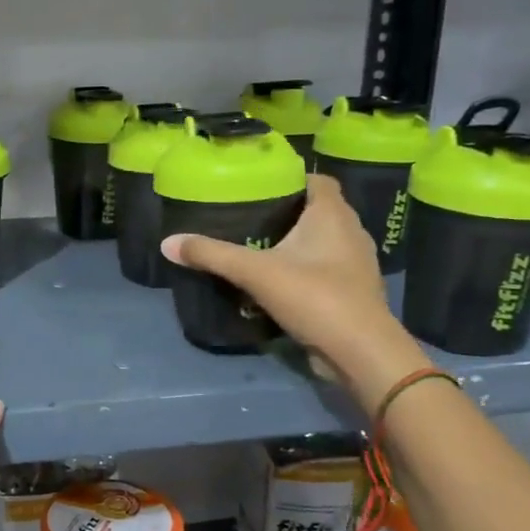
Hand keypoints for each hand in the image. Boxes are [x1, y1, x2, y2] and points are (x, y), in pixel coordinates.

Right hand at [161, 173, 401, 381]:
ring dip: (297, 242)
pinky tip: (277, 280)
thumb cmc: (314, 297)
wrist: (361, 352)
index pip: (318, 180)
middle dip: (288, 211)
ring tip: (259, 246)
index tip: (260, 185)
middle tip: (250, 215)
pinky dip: (304, 268)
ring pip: (324, 241)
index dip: (292, 178)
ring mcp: (357, 264)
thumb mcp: (255, 272)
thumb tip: (168, 242)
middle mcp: (351, 232)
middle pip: (319, 210)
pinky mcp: (354, 292)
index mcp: (333, 215)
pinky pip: (326, 268)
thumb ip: (212, 255)